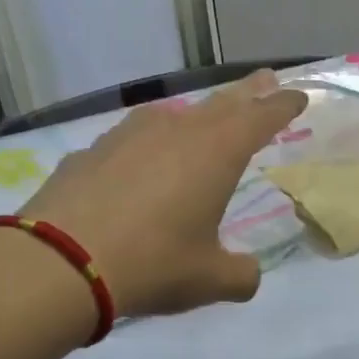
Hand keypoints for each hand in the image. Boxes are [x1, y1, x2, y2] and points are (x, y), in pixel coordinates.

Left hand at [18, 70, 306, 317]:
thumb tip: (247, 276)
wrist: (60, 262)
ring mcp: (128, 136)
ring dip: (195, 116)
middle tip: (264, 79)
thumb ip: (240, 276)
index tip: (297, 96)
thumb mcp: (211, 280)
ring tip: (202, 122)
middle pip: (221, 104)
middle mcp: (176, 131)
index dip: (282, 106)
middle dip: (247, 93)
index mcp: (216, 153)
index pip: (261, 117)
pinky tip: (140, 163)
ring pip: (173, 116)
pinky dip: (148, 145)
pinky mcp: (91, 151)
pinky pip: (132, 140)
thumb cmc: (153, 264)